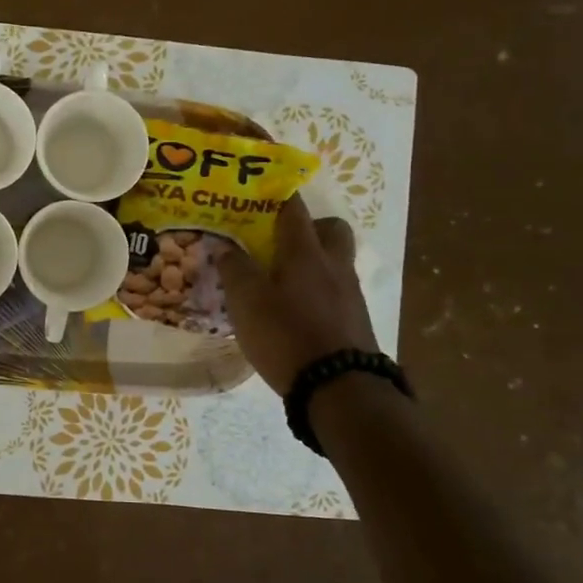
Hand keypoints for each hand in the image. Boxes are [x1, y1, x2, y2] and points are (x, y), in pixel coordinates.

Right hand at [220, 197, 378, 394]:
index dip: (277, 196)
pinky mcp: (356, 321)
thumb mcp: (247, 302)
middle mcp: (334, 266)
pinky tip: (297, 313)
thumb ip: (235, 270)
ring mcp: (350, 294)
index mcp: (305, 253)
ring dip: (313, 262)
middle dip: (308, 227)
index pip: (294, 210)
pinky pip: (337, 291)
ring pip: (335, 261)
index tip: (260, 193)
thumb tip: (226, 247)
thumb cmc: (287, 336)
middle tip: (279, 242)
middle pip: (330, 229)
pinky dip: (319, 292)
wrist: (339, 389)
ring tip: (282, 282)